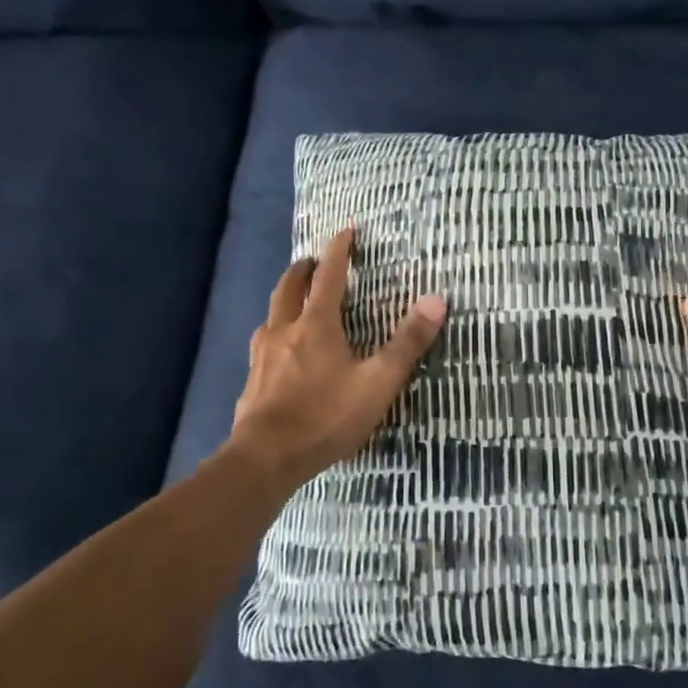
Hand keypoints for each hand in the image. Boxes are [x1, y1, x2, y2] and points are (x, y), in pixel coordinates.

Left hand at [228, 227, 446, 488]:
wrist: (266, 457)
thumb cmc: (326, 416)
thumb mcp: (378, 382)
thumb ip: (407, 342)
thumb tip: (436, 299)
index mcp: (316, 324)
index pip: (329, 276)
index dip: (339, 251)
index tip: (346, 230)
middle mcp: (284, 330)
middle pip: (290, 287)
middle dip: (303, 269)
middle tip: (313, 261)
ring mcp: (262, 355)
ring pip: (271, 314)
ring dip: (284, 299)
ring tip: (294, 302)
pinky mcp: (252, 380)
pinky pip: (262, 344)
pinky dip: (274, 332)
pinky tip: (278, 352)